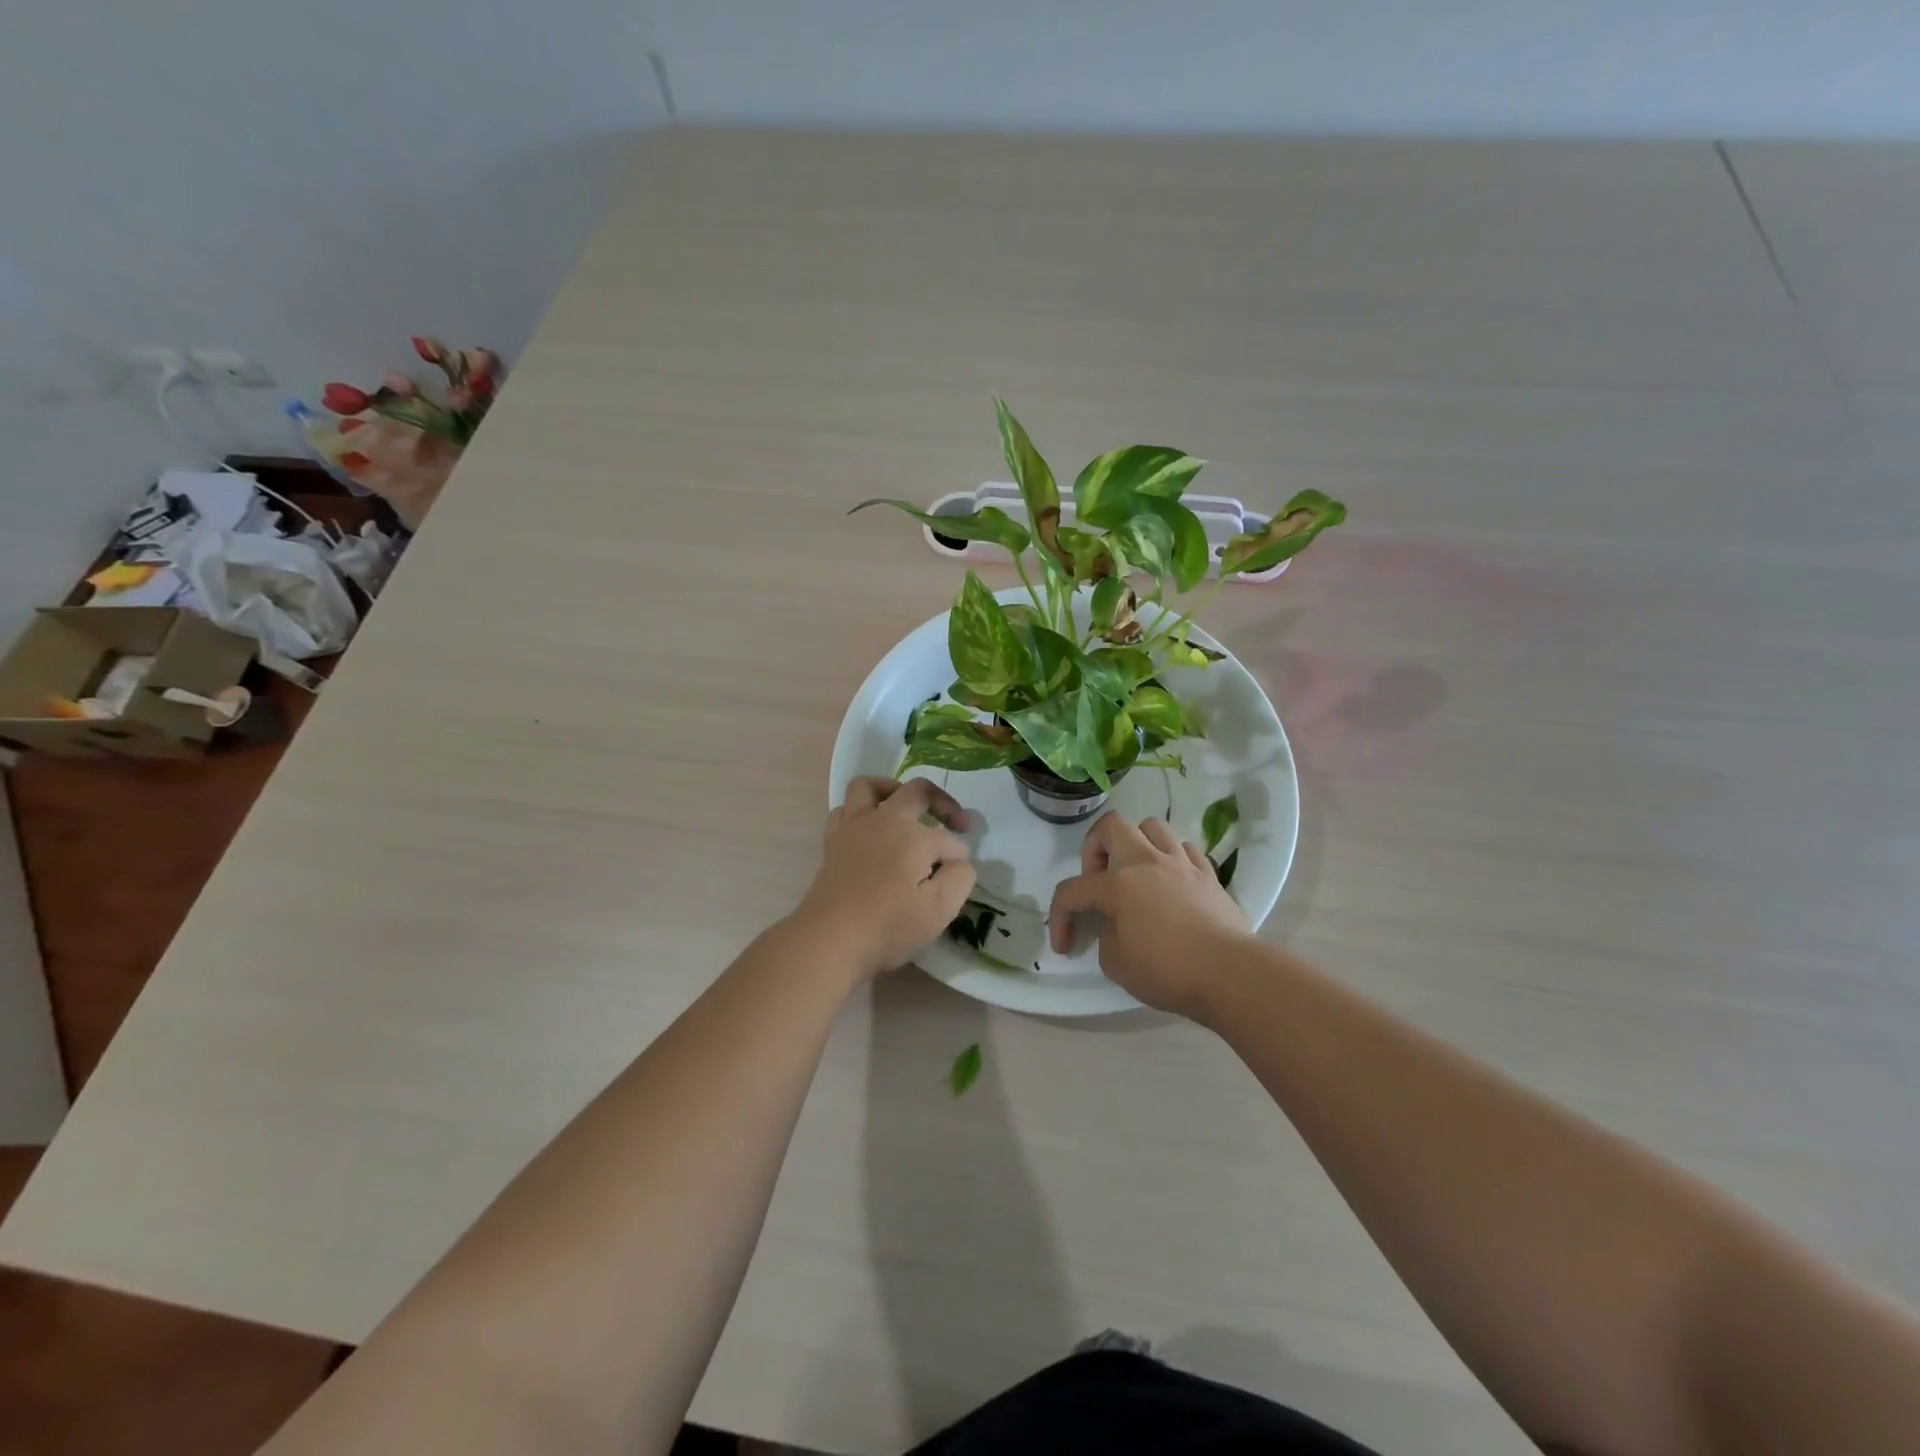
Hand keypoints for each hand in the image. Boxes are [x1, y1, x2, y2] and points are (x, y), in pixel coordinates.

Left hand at [792, 776, 976, 982]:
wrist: (830, 941)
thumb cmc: (888, 927)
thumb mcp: (940, 910)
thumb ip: (960, 877)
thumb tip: (959, 861)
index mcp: (914, 836)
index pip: (950, 840)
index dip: (961, 858)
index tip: (960, 878)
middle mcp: (885, 820)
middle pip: (918, 791)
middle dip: (943, 803)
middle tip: (956, 823)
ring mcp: (854, 827)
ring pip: (871, 787)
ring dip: (894, 791)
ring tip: (907, 810)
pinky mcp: (833, 841)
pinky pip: (845, 809)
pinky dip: (861, 813)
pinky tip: (871, 831)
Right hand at [1048, 812, 1250, 1017]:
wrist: (1231, 974)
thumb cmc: (1168, 970)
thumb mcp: (1116, 964)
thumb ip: (1106, 936)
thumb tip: (1117, 925)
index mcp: (1118, 884)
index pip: (1072, 890)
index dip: (1059, 917)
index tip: (1064, 946)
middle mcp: (1147, 862)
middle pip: (1112, 826)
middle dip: (1095, 848)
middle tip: (1099, 880)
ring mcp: (1181, 864)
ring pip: (1153, 827)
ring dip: (1136, 844)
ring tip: (1136, 873)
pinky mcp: (1210, 875)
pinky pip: (1186, 850)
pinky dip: (1173, 860)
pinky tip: (1172, 883)